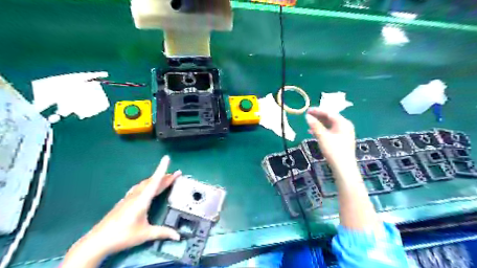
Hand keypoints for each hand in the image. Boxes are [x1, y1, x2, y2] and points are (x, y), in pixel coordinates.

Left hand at [62, 156, 180, 266]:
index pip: (155, 181)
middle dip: (165, 176)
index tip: (167, 158)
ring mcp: (129, 197)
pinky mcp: (125, 201)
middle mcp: (136, 196)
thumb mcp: (145, 234)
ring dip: (156, 180)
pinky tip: (148, 187)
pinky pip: (140, 188)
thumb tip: (178, 236)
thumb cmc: (122, 236)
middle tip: (177, 174)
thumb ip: (163, 232)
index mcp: (142, 200)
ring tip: (166, 179)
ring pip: (145, 184)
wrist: (98, 241)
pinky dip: (148, 184)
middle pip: (152, 182)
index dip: (162, 169)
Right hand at [305, 107, 357, 166]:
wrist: (343, 167)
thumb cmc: (334, 150)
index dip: (317, 111)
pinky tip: (314, 132)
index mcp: (343, 123)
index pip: (329, 113)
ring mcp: (344, 133)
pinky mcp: (341, 140)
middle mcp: (345, 126)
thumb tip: (307, 116)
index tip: (307, 110)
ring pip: (329, 125)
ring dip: (319, 123)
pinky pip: (330, 131)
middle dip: (318, 117)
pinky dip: (322, 130)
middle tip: (307, 115)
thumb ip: (315, 125)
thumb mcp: (322, 137)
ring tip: (309, 123)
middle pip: (330, 118)